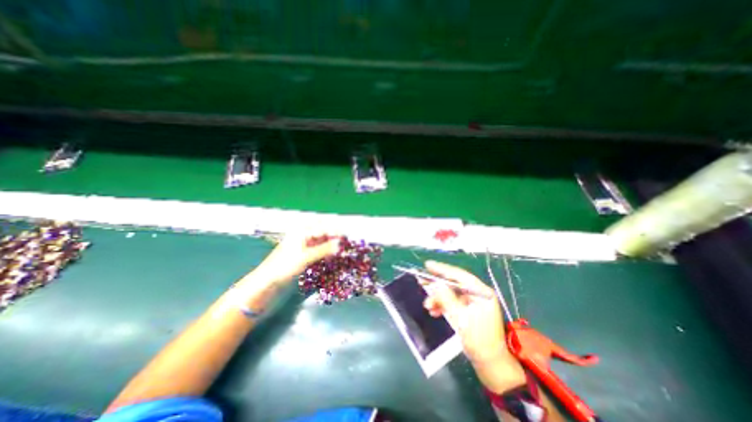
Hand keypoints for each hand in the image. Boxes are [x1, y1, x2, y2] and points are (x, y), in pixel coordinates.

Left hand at [253, 235, 342, 286]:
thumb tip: (340, 244)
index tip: (347, 236)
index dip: (335, 231)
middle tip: (345, 242)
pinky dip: (326, 252)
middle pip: (323, 232)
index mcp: (302, 231)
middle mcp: (304, 236)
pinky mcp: (305, 255)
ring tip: (341, 250)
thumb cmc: (285, 265)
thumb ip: (324, 249)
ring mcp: (304, 245)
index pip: (323, 227)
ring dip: (331, 245)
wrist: (268, 282)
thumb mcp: (306, 257)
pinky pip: (319, 250)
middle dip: (334, 236)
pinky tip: (332, 256)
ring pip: (322, 241)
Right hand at [422, 260, 523, 392]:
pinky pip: (452, 303)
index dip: (442, 269)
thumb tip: (435, 284)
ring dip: (438, 298)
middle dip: (437, 286)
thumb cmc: (479, 341)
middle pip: (454, 283)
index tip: (428, 265)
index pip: (460, 275)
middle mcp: (478, 294)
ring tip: (427, 305)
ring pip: (451, 294)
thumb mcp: (461, 318)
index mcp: (482, 293)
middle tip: (422, 281)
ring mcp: (473, 302)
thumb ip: (447, 299)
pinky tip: (434, 311)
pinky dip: (442, 305)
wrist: (490, 364)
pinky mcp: (468, 310)